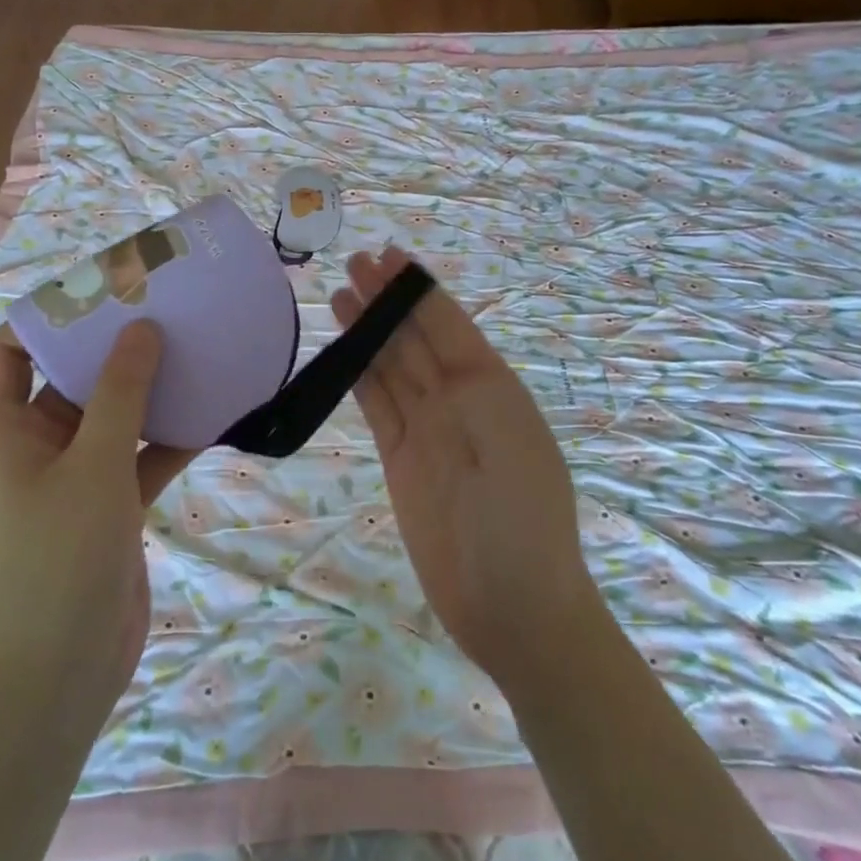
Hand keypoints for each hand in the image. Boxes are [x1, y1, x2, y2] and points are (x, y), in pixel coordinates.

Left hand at [0, 321, 195, 731]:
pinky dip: (166, 436)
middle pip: (67, 376)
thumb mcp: (95, 465)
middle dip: (112, 346)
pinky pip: (136, 454)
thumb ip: (120, 394)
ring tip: (192, 348)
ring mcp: (70, 476)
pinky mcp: (105, 503)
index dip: (50, 316)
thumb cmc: (62, 558)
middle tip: (160, 309)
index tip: (103, 291)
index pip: (10, 350)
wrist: (67, 671)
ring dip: (146, 389)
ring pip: (108, 415)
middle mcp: (29, 445)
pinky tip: (212, 412)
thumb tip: (140, 329)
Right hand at [330, 247, 601, 691]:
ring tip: (340, 292)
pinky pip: (377, 405)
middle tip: (353, 261)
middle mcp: (458, 400)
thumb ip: (463, 380)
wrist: (512, 605)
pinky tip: (344, 350)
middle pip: (414, 338)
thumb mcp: (502, 435)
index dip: (417, 288)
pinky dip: (359, 375)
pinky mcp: (401, 459)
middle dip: (387, 299)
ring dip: (369, 330)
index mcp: (491, 387)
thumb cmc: (520, 517)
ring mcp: (428, 429)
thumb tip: (428, 331)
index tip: (388, 255)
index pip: (446, 323)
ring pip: (391, 366)